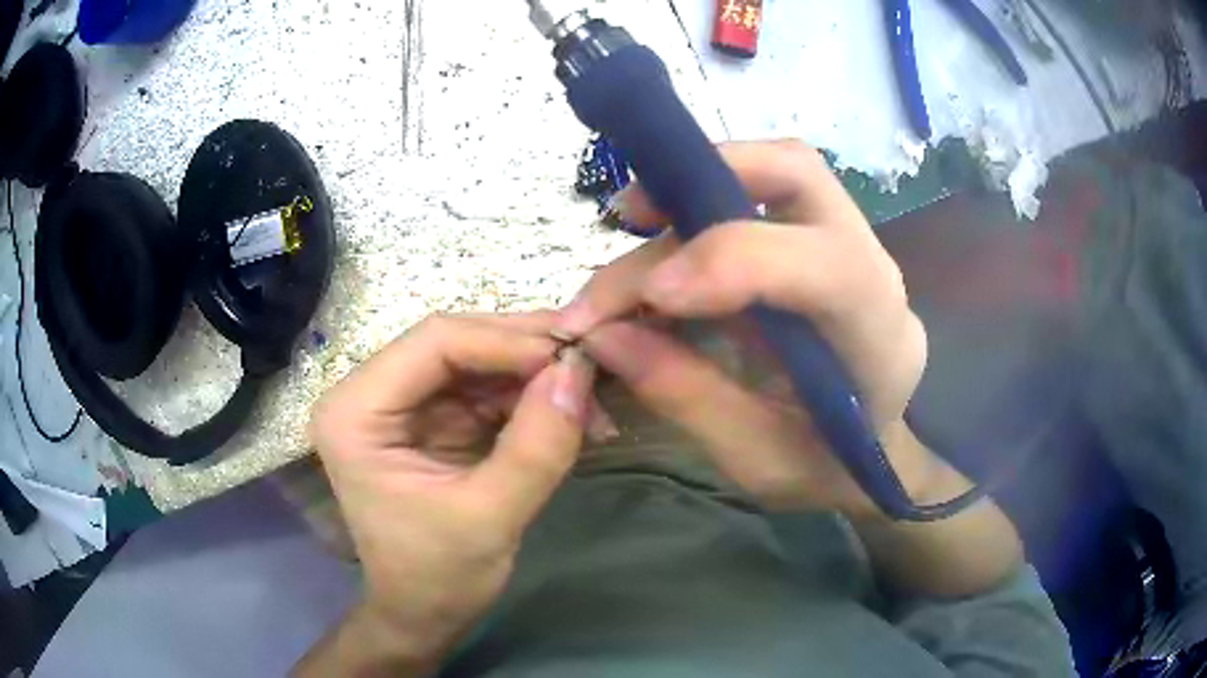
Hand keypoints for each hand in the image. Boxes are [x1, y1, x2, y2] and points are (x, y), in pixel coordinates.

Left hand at [302, 313, 594, 673]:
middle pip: (456, 342)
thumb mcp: (489, 519)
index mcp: (356, 411)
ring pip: (477, 359)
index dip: (507, 340)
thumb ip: (535, 447)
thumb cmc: (437, 577)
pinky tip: (570, 411)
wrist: (423, 614)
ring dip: (535, 373)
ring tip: (591, 393)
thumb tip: (578, 372)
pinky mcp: (433, 419)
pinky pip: (486, 388)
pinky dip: (530, 395)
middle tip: (591, 361)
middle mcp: (371, 393)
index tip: (573, 357)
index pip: (435, 342)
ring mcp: (403, 403)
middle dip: (527, 351)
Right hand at [556, 140, 933, 516]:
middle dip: (710, 175)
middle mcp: (872, 269)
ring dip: (691, 193)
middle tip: (632, 216)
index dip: (730, 262)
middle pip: (800, 172)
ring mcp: (847, 243)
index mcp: (879, 338)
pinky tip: (660, 258)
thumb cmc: (825, 469)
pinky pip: (759, 196)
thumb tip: (603, 336)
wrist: (871, 458)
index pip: (822, 264)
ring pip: (774, 171)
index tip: (651, 297)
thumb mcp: (757, 459)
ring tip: (630, 251)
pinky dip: (699, 212)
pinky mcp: (815, 239)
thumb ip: (686, 395)